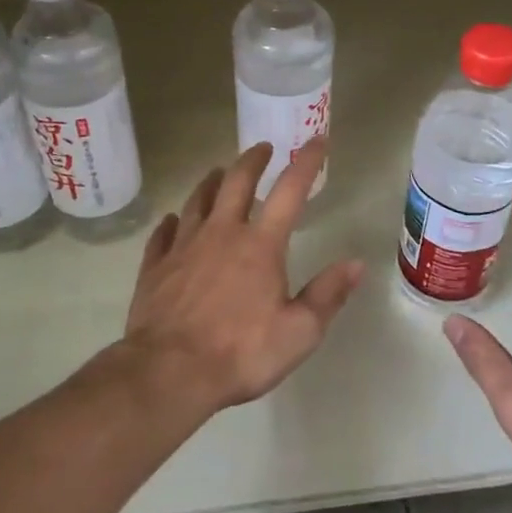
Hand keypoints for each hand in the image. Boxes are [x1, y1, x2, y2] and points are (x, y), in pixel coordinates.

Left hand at [124, 139, 363, 415]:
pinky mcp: (155, 267)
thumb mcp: (299, 332)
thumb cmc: (240, 353)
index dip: (306, 162)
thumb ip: (328, 295)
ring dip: (210, 182)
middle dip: (252, 160)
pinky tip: (172, 221)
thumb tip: (355, 263)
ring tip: (216, 172)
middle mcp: (221, 233)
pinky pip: (163, 234)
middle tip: (261, 147)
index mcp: (260, 245)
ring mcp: (183, 247)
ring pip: (197, 200)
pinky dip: (171, 223)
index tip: (316, 139)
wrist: (168, 373)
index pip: (289, 191)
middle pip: (236, 182)